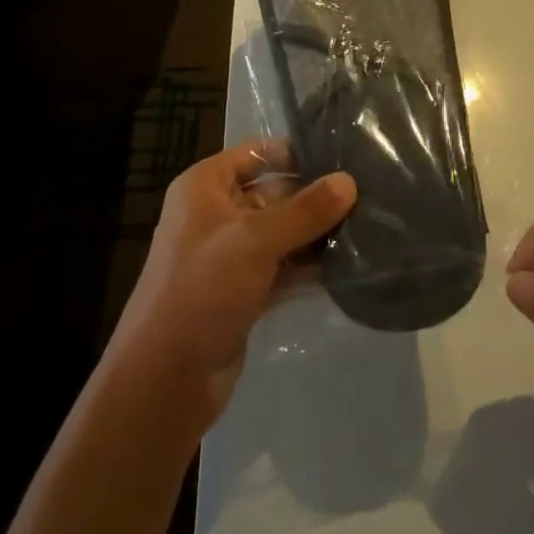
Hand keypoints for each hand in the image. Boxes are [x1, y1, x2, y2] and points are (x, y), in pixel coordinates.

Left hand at [110, 140, 355, 430]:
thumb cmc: (203, 289)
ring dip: (316, 234)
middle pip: (274, 193)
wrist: (166, 379)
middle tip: (367, 197)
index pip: (256, 154)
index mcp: (205, 187)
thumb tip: (350, 181)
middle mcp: (215, 214)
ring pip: (281, 233)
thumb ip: (305, 210)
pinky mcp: (243, 292)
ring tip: (367, 228)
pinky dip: (309, 267)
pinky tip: (348, 265)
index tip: (343, 159)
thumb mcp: (255, 240)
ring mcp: (229, 256)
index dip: (296, 153)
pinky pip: (282, 268)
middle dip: (315, 198)